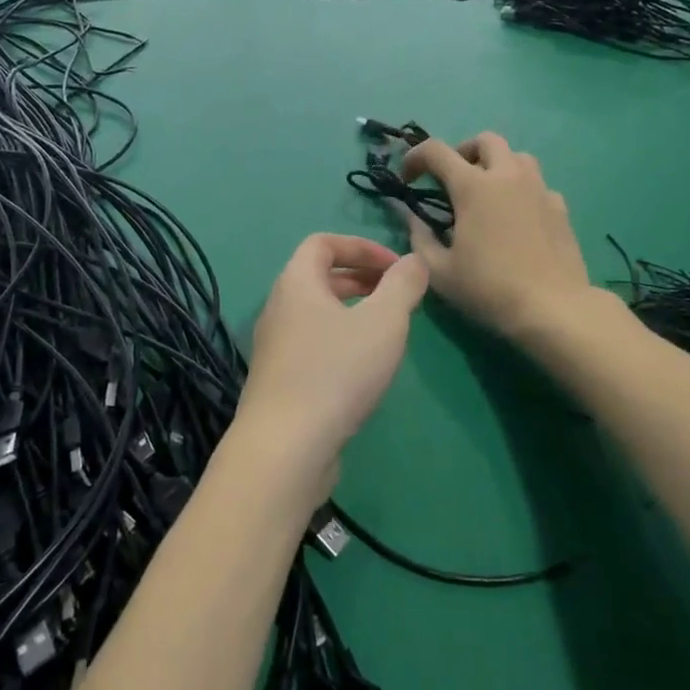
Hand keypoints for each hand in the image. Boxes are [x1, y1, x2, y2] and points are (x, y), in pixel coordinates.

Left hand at [235, 235, 428, 497]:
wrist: (285, 447)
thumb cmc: (336, 372)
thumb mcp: (383, 322)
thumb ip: (402, 285)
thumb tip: (414, 260)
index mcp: (296, 282)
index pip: (322, 243)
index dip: (361, 246)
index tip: (395, 267)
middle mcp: (278, 307)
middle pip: (318, 277)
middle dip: (361, 278)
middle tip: (396, 296)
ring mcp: (275, 346)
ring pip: (316, 313)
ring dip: (352, 311)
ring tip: (387, 330)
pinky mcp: (279, 380)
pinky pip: (312, 344)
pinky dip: (340, 341)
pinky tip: (364, 369)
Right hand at [400, 133, 594, 339]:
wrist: (553, 309)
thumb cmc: (488, 288)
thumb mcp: (438, 270)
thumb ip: (419, 236)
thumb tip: (410, 216)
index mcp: (473, 186)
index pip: (436, 150)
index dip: (415, 157)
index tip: (407, 178)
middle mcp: (508, 176)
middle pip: (485, 140)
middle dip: (463, 152)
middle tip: (452, 179)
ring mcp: (539, 189)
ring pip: (517, 156)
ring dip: (496, 165)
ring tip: (486, 194)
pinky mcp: (560, 208)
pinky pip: (537, 184)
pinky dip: (521, 190)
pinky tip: (516, 218)